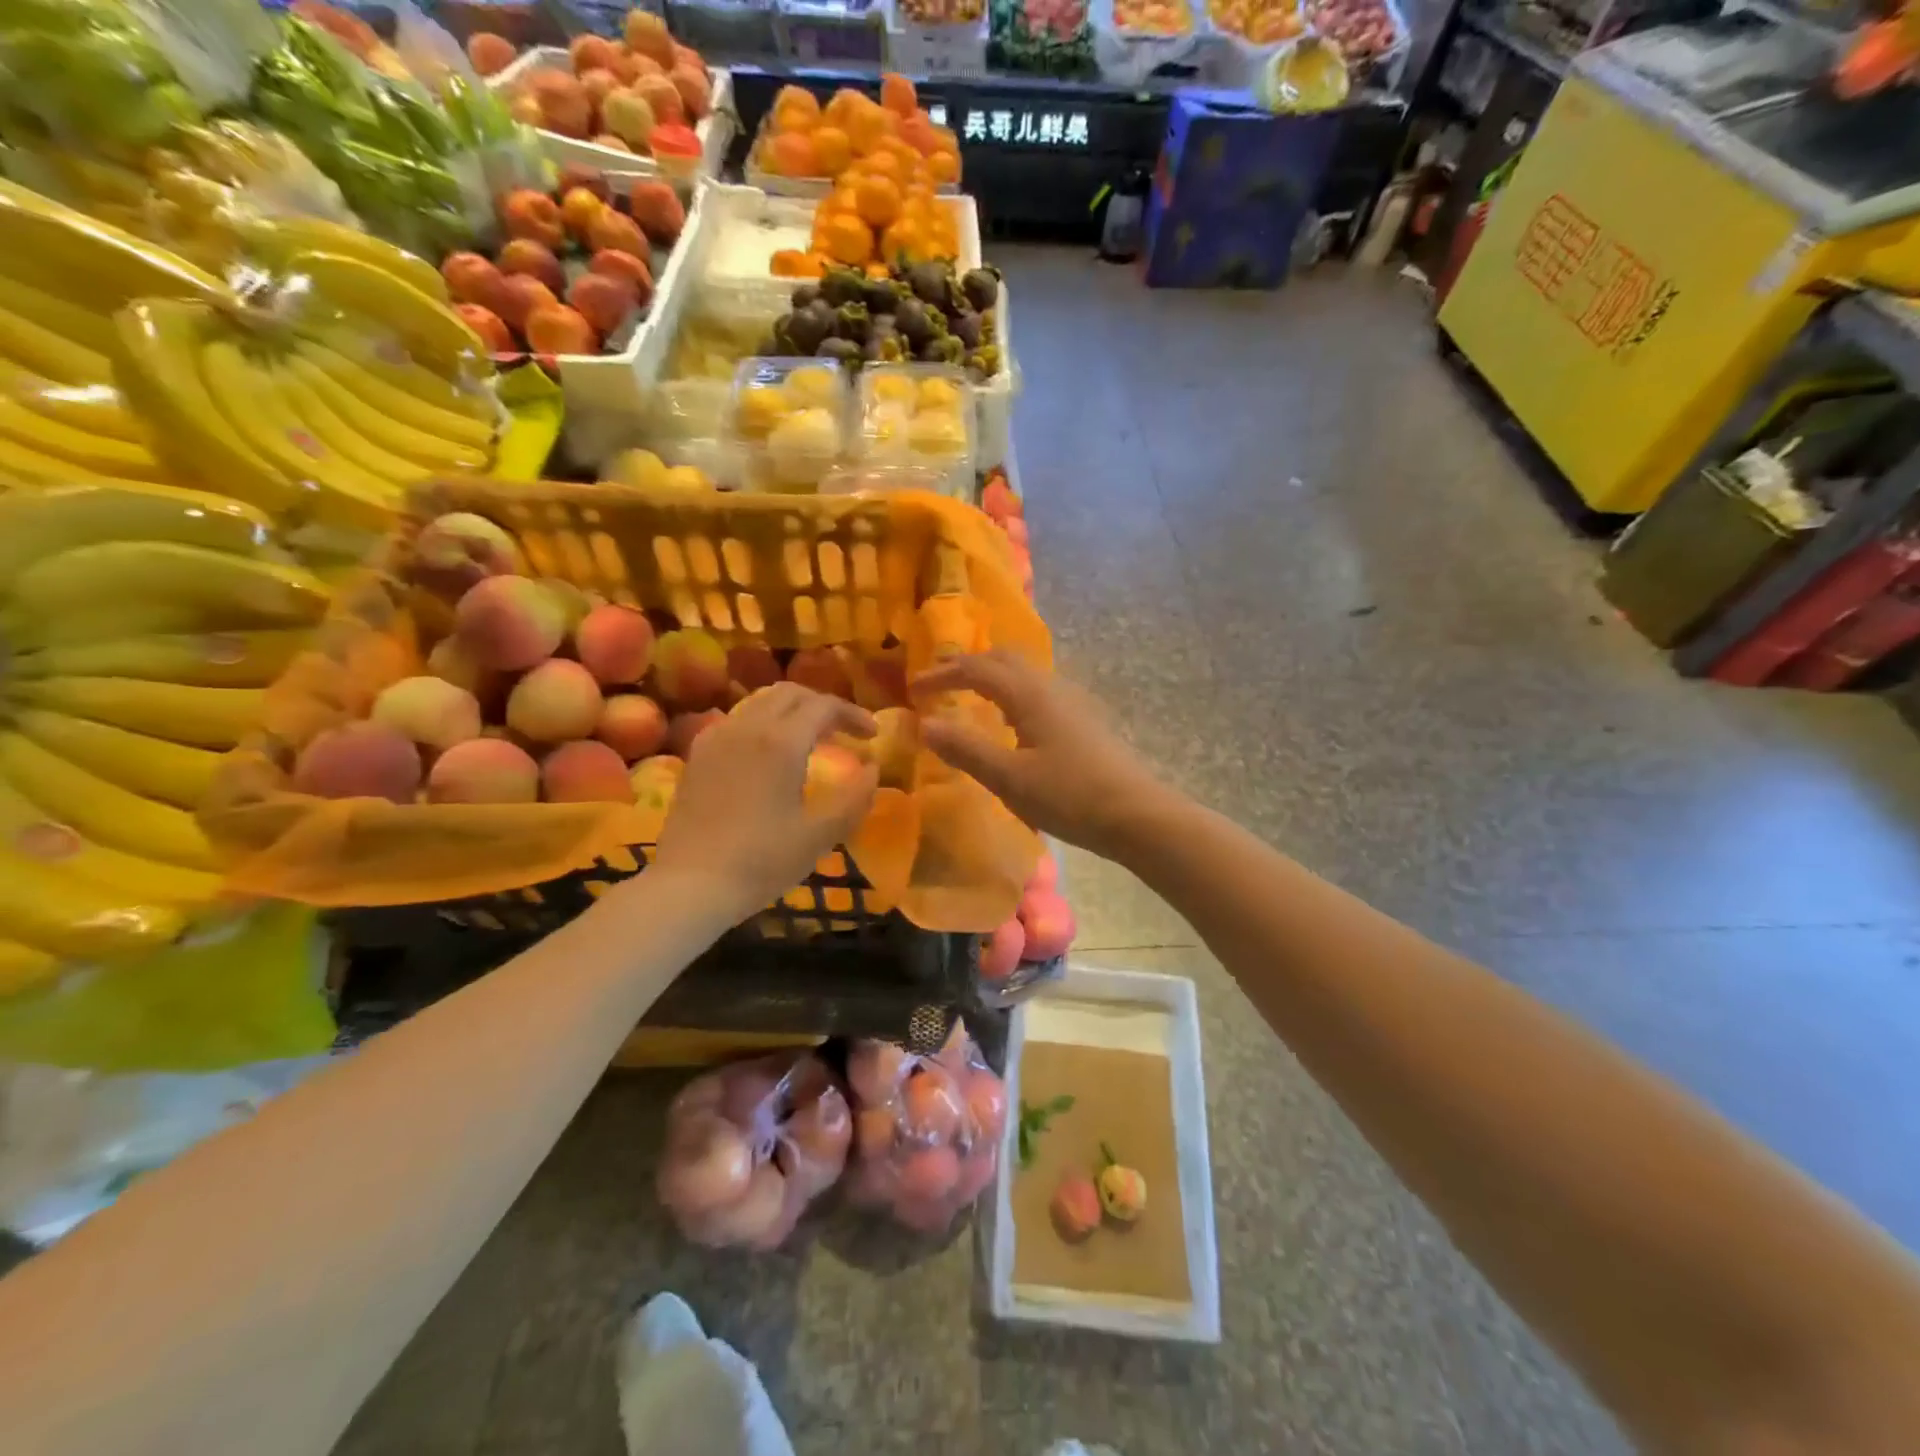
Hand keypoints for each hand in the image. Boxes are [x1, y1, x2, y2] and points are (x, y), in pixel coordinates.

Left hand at [651, 684, 877, 923]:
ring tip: (811, 739)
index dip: (853, 714)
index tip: (872, 735)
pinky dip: (763, 723)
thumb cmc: (761, 861)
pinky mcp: (697, 755)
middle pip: (790, 694)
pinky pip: (737, 720)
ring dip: (792, 711)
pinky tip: (768, 754)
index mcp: (781, 741)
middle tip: (844, 731)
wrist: (689, 885)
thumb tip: (873, 768)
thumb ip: (854, 798)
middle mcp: (747, 727)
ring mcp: (716, 738)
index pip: (824, 706)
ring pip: (760, 702)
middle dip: (822, 705)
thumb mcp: (820, 835)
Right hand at [913, 650, 1170, 857]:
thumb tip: (925, 723)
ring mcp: (1072, 701)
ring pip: (1025, 672)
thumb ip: (966, 749)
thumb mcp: (1009, 778)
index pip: (977, 668)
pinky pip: (1038, 690)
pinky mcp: (1084, 720)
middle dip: (967, 665)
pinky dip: (1012, 692)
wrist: (1137, 815)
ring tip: (969, 697)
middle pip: (1004, 658)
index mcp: (1030, 694)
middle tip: (939, 683)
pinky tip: (1010, 722)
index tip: (914, 690)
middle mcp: (1051, 687)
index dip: (942, 674)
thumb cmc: (1069, 796)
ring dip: (991, 675)